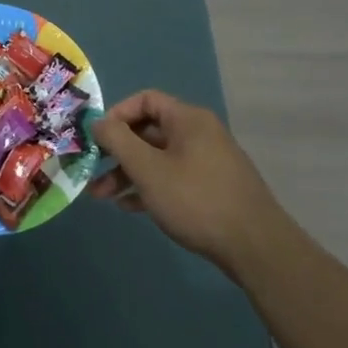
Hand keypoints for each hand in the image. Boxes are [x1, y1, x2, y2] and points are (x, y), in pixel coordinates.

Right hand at [89, 89, 286, 275]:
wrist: (255, 246)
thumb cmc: (195, 199)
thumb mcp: (148, 169)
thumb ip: (118, 141)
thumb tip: (97, 122)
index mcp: (187, 119)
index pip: (145, 100)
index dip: (117, 115)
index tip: (97, 138)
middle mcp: (199, 134)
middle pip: (149, 132)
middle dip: (117, 152)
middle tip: (92, 171)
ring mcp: (207, 162)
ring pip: (158, 158)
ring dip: (128, 173)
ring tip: (102, 196)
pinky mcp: (211, 188)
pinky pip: (172, 178)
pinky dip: (149, 187)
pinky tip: (129, 207)